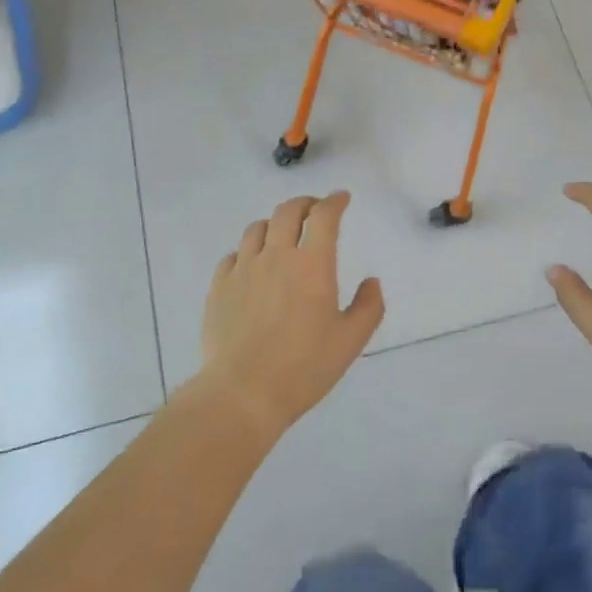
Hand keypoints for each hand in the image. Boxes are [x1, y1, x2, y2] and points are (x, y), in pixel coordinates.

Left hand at [197, 192, 384, 440]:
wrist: (243, 392)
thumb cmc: (304, 367)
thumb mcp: (351, 341)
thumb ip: (368, 306)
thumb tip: (372, 281)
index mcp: (312, 264)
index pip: (324, 216)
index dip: (335, 201)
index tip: (342, 198)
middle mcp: (276, 256)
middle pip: (287, 211)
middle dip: (305, 203)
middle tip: (315, 210)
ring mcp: (243, 269)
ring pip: (257, 228)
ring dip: (275, 224)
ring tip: (282, 235)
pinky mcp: (219, 286)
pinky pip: (233, 255)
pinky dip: (248, 251)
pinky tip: (252, 265)